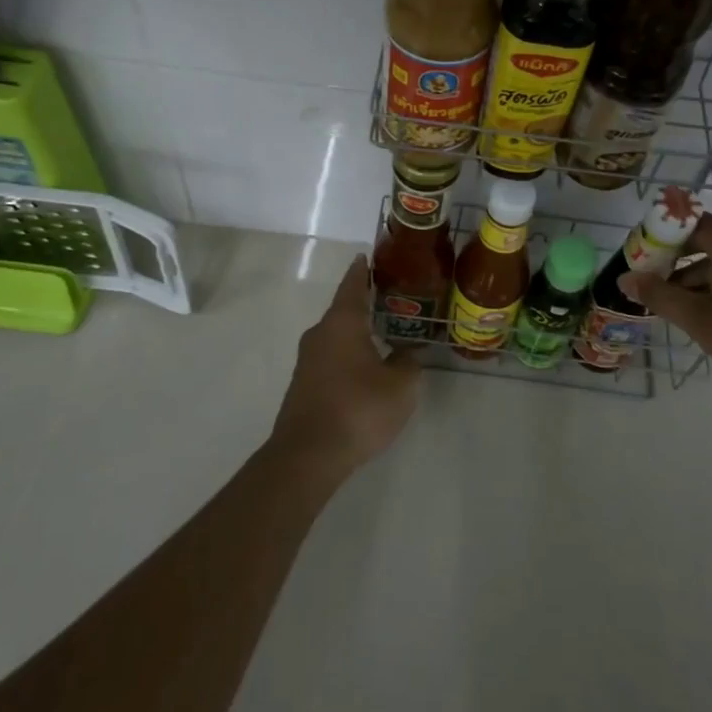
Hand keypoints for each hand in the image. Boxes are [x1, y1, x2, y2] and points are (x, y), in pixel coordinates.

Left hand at [269, 255, 420, 481]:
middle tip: (391, 299)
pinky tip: (365, 369)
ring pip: (336, 336)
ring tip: (382, 334)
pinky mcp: (304, 385)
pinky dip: (348, 355)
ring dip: (356, 333)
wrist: (308, 455)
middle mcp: (320, 333)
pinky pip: (330, 358)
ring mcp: (308, 361)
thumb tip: (406, 353)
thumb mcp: (400, 385)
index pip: (353, 284)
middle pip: (343, 310)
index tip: (367, 256)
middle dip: (364, 303)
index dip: (362, 270)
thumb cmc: (358, 408)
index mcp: (342, 322)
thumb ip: (407, 363)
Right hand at [619, 215, 711, 400]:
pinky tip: (705, 315)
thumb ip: (659, 295)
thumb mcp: (700, 319)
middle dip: (673, 263)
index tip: (636, 261)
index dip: (657, 239)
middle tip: (648, 287)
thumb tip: (625, 279)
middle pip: (703, 241)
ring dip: (695, 280)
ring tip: (672, 308)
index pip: (686, 223)